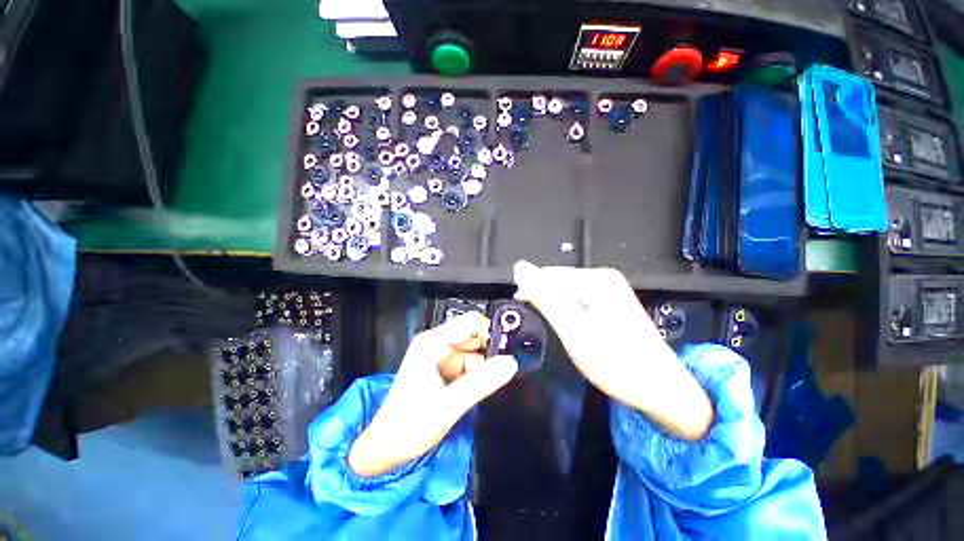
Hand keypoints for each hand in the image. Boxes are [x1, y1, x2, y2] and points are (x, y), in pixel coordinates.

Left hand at [348, 312, 518, 476]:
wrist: (385, 450)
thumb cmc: (410, 426)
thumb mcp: (449, 405)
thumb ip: (482, 383)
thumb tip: (512, 362)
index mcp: (433, 342)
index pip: (470, 322)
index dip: (491, 331)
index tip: (509, 351)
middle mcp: (438, 343)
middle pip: (474, 336)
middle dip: (491, 351)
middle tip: (507, 370)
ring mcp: (441, 357)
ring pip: (475, 352)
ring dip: (486, 367)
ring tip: (494, 384)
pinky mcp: (444, 370)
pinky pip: (469, 365)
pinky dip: (478, 375)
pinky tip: (481, 390)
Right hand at [513, 260, 712, 439]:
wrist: (662, 390)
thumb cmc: (616, 363)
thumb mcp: (573, 330)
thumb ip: (545, 298)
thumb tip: (519, 267)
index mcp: (596, 279)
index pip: (548, 274)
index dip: (530, 291)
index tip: (522, 312)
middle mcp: (604, 278)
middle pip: (558, 281)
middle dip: (545, 300)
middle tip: (544, 326)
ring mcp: (610, 290)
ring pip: (566, 292)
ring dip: (555, 308)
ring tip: (558, 330)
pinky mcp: (611, 303)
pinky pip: (578, 301)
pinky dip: (568, 313)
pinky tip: (572, 328)